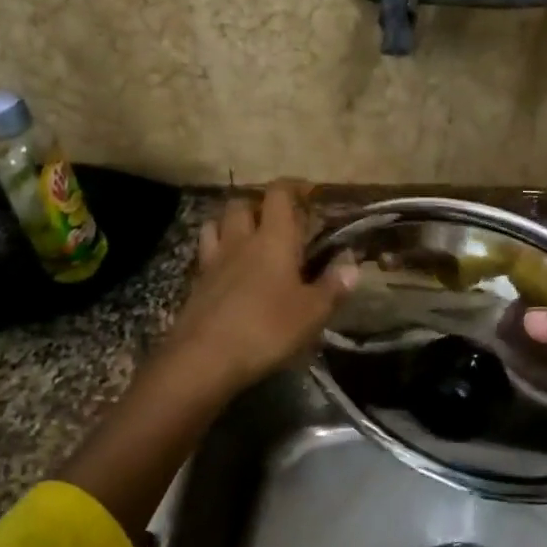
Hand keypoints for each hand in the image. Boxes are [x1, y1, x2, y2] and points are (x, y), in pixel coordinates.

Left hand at [158, 182, 358, 398]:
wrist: (203, 359)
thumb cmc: (266, 329)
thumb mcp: (312, 313)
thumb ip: (333, 285)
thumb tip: (351, 262)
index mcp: (273, 239)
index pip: (279, 195)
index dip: (293, 187)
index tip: (308, 192)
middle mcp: (240, 241)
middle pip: (242, 204)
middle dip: (259, 205)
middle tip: (278, 220)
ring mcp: (213, 261)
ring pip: (216, 224)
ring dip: (231, 223)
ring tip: (247, 238)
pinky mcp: (195, 284)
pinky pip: (205, 253)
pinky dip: (217, 251)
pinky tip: (228, 271)